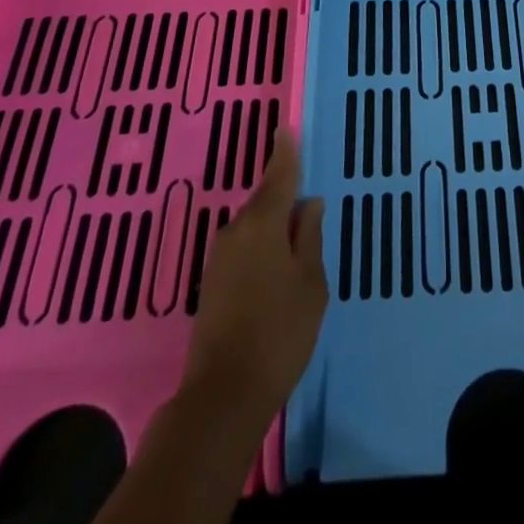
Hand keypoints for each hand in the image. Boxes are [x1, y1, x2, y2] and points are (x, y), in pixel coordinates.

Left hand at [181, 128, 326, 423]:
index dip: (285, 152)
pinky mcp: (212, 284)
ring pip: (254, 226)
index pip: (279, 175)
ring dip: (273, 225)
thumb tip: (309, 204)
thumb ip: (310, 238)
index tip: (285, 128)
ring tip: (297, 235)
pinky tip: (276, 264)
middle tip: (306, 194)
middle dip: (284, 194)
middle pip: (264, 200)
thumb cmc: (279, 333)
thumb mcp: (310, 283)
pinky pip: (244, 248)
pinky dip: (262, 246)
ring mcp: (219, 258)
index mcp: (263, 223)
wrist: (223, 396)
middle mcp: (236, 231)